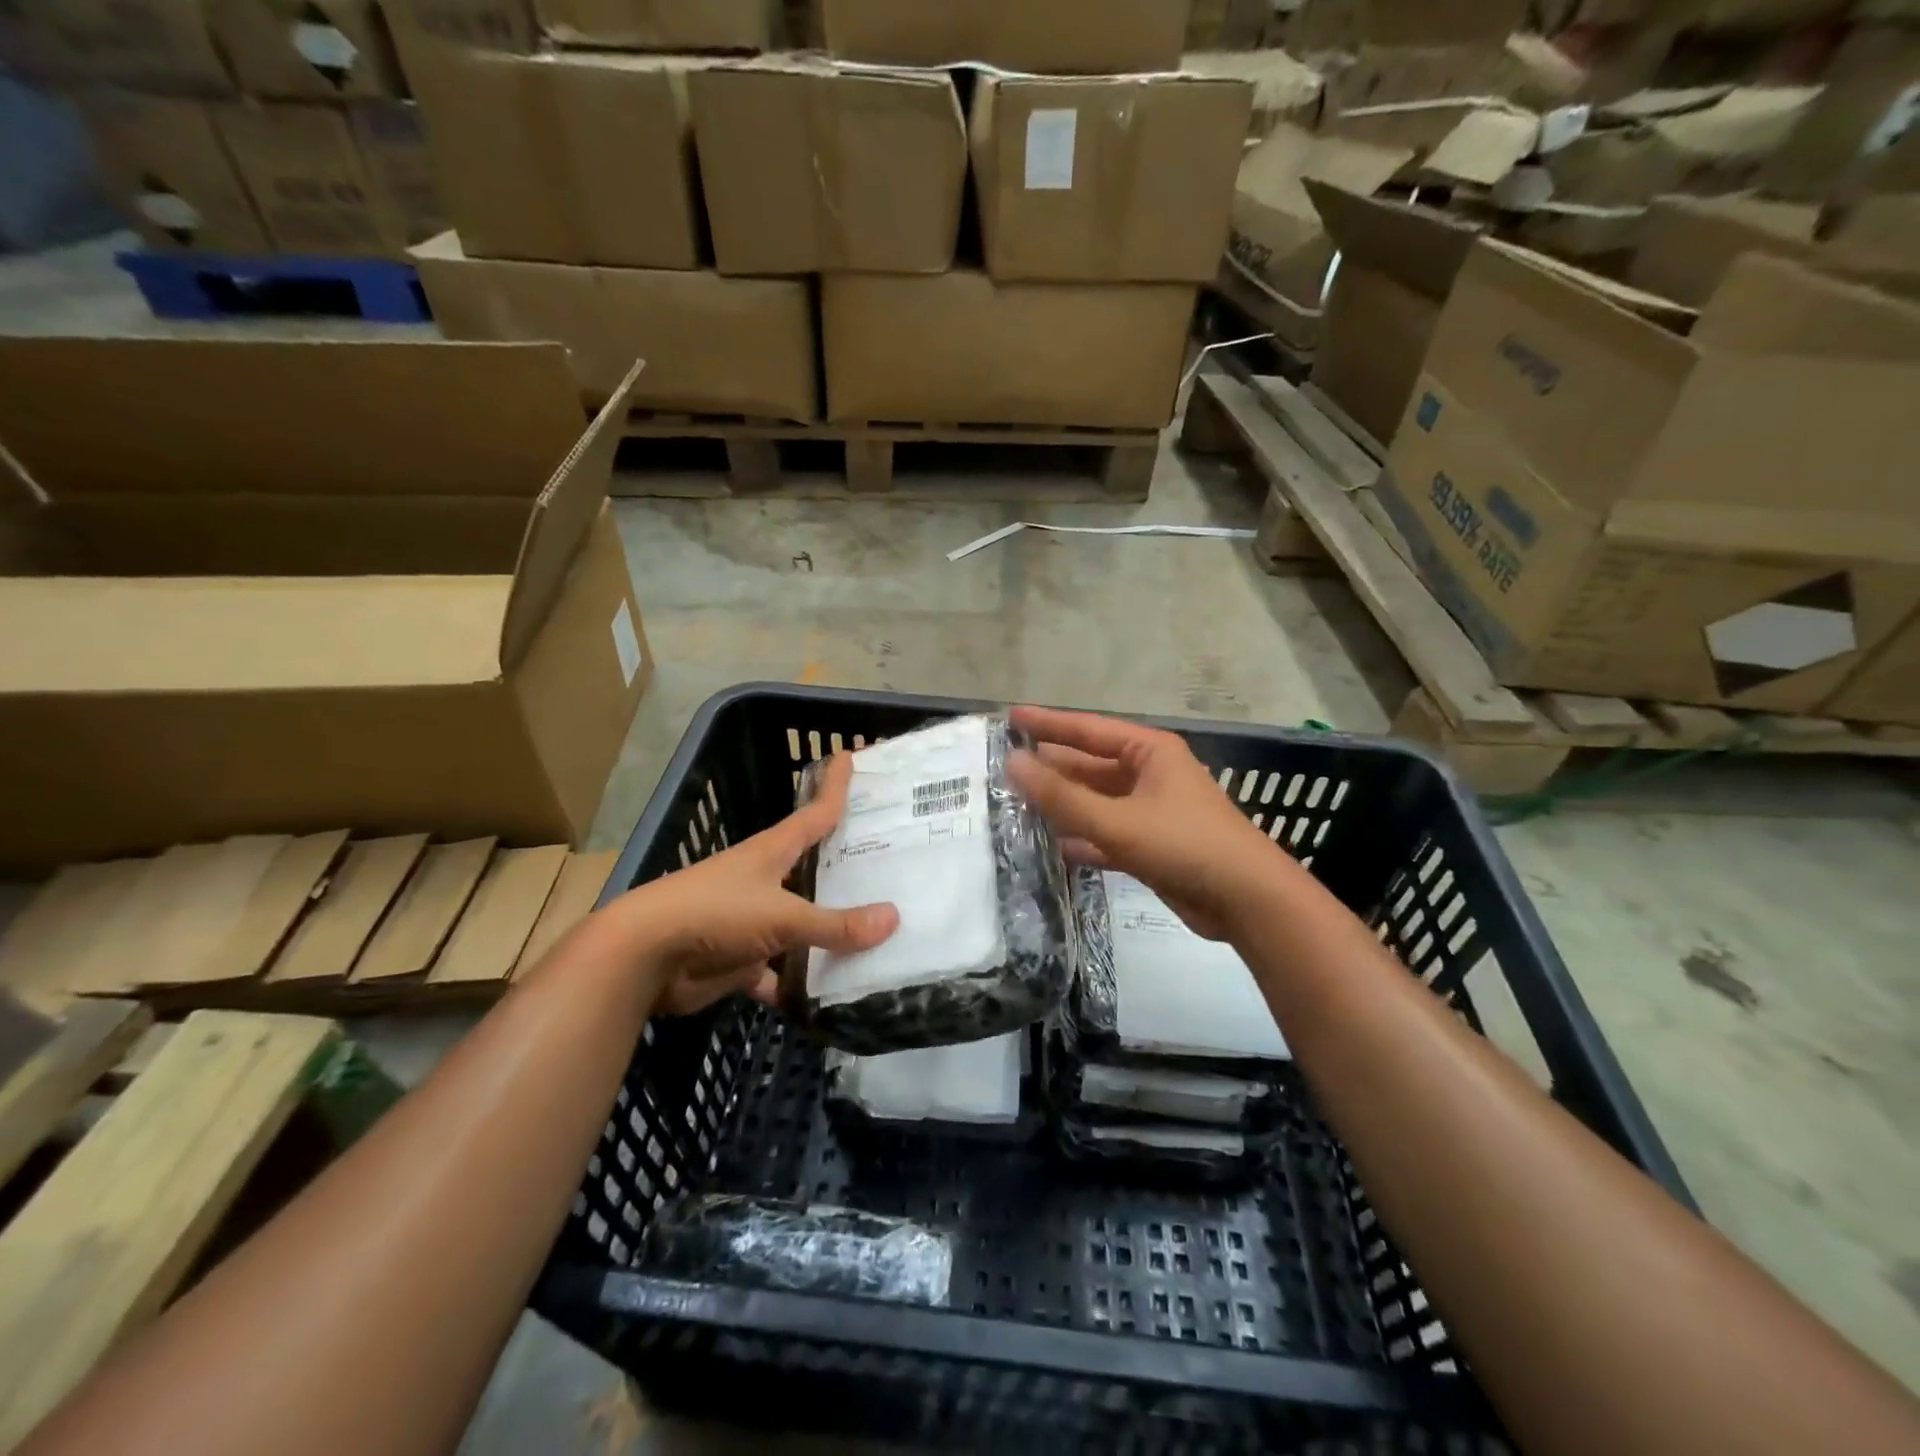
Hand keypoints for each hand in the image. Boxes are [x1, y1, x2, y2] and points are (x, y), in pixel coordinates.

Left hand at [597, 754, 898, 1015]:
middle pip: (814, 869)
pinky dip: (799, 983)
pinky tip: (831, 996)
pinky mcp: (739, 959)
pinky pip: (780, 971)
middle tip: (893, 862)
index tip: (851, 755)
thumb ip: (835, 924)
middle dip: (847, 867)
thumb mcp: (782, 915)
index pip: (815, 812)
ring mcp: (751, 920)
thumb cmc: (715, 913)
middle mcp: (765, 880)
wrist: (643, 958)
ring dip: (829, 932)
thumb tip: (894, 919)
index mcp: (772, 852)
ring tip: (879, 936)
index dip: (834, 786)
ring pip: (802, 924)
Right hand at [1006, 705, 1291, 940]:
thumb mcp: (1118, 820)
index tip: (1009, 717)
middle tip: (1002, 769)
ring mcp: (1151, 811)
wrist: (1247, 901)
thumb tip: (1012, 762)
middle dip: (1050, 769)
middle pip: (1089, 766)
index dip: (1047, 723)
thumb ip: (1062, 796)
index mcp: (1148, 752)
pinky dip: (1082, 838)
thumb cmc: (1185, 845)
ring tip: (1015, 806)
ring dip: (1062, 805)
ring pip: (1096, 802)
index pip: (1087, 729)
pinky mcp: (1151, 845)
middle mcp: (1149, 774)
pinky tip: (1051, 846)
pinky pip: (1107, 833)